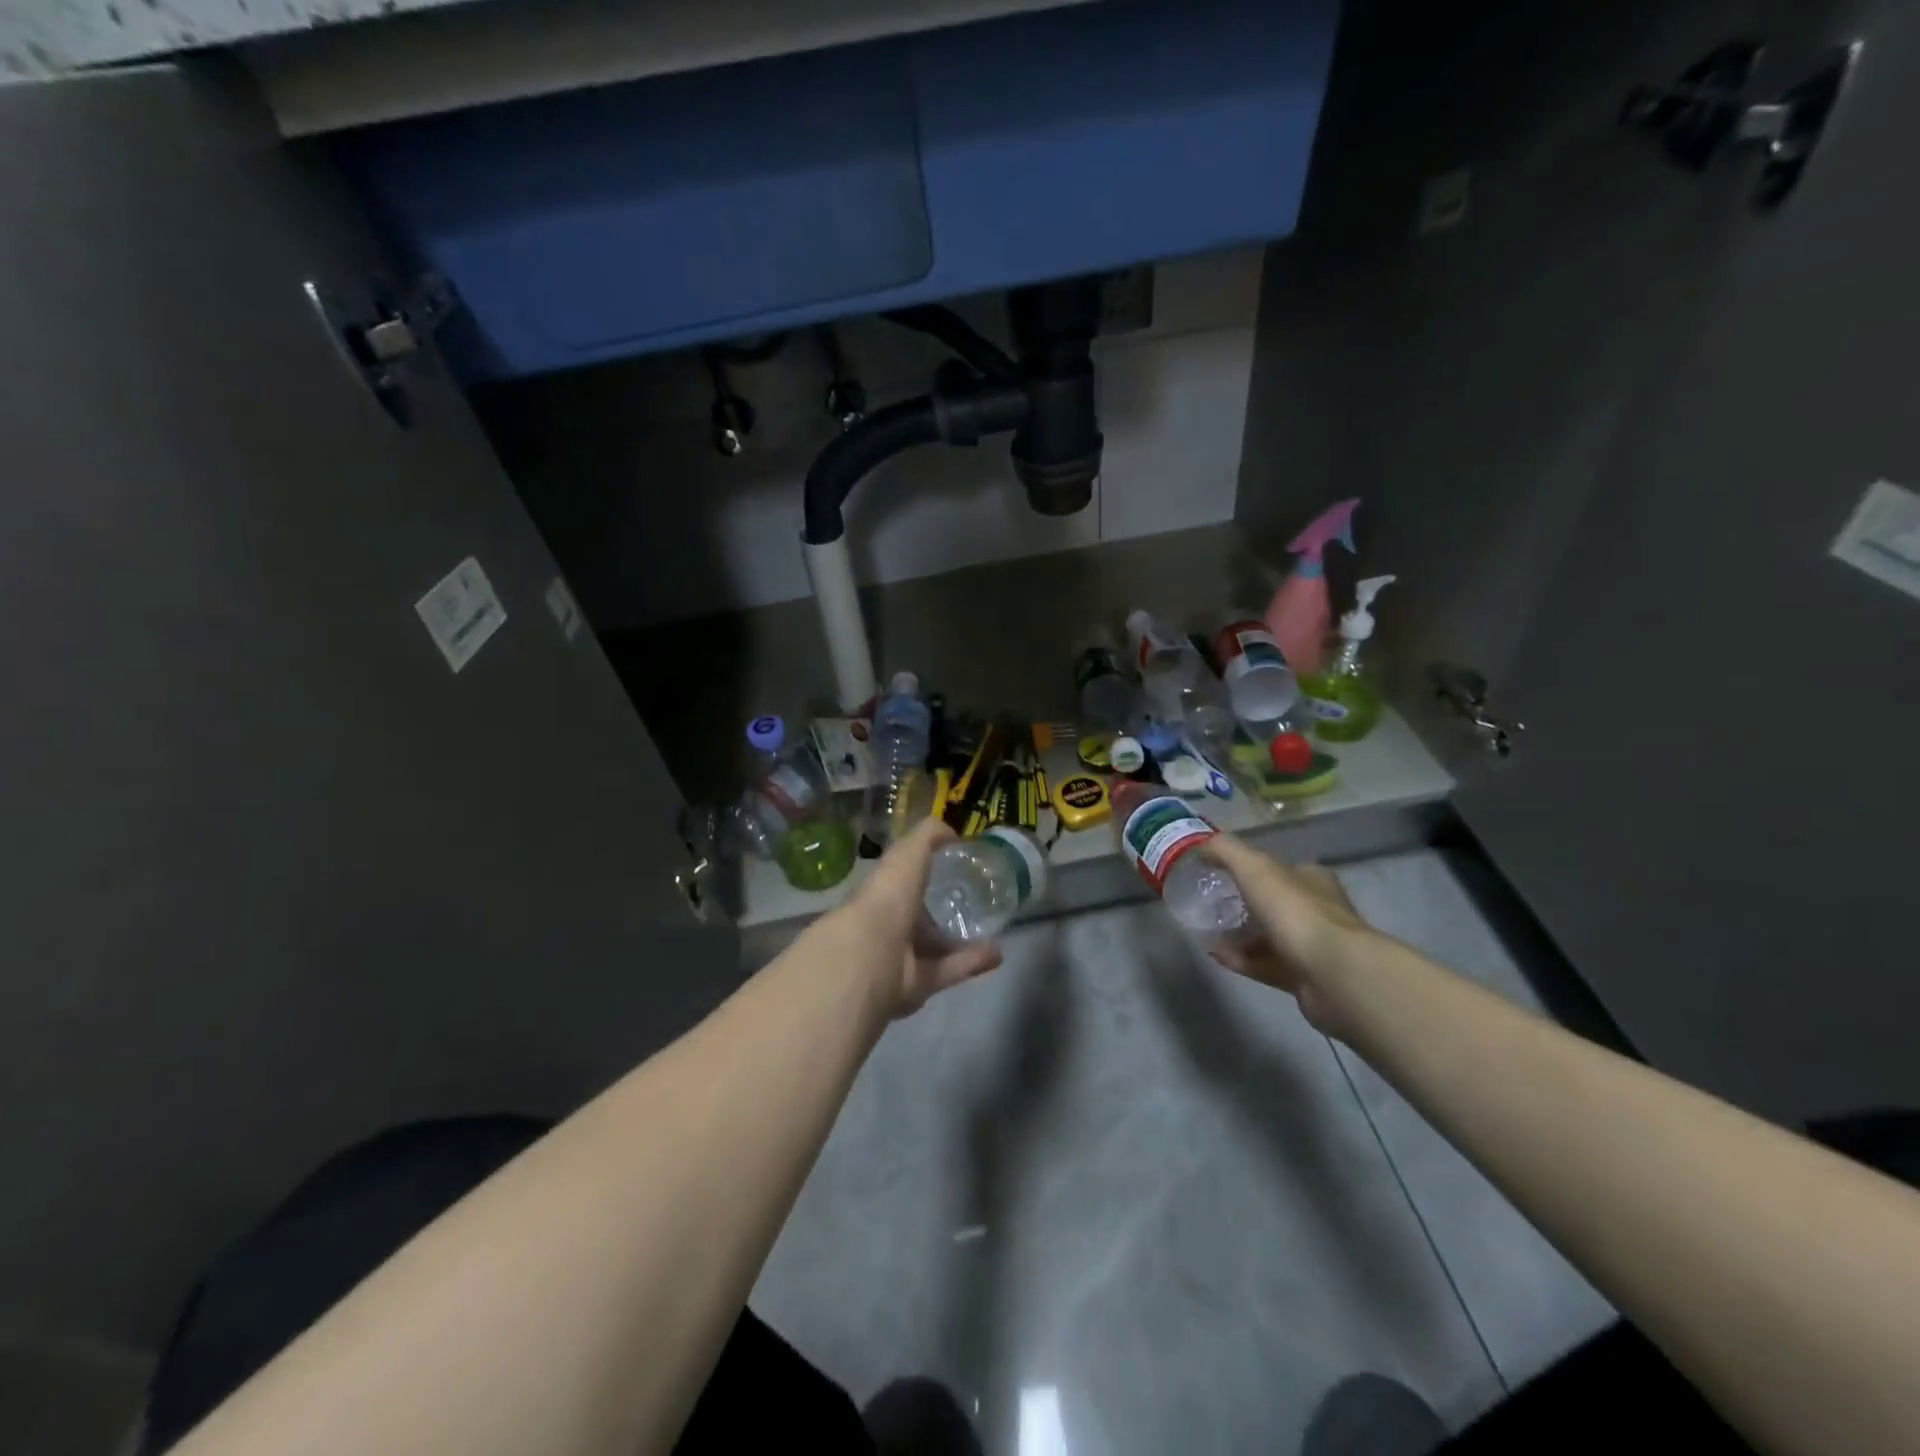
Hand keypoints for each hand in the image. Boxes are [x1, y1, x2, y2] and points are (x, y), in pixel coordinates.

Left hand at [841, 817, 1002, 1018]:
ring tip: (991, 931)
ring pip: (934, 947)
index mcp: (883, 891)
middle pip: (919, 917)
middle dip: (942, 911)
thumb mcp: (908, 853)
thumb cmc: (887, 896)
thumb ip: (928, 837)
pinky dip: (971, 962)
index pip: (904, 879)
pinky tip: (996, 953)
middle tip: (975, 905)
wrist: (870, 954)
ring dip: (961, 940)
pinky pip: (947, 970)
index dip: (926, 873)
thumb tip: (953, 834)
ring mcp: (900, 957)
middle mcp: (889, 924)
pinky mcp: (916, 985)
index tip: (954, 869)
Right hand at [1199, 833, 1372, 1034]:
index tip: (1218, 873)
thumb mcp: (1255, 868)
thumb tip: (1201, 844)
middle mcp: (1316, 910)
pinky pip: (1265, 965)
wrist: (1335, 975)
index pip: (1279, 869)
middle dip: (1243, 904)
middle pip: (1273, 903)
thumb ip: (1226, 851)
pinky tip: (1217, 955)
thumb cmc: (1297, 913)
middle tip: (1210, 904)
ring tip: (1207, 931)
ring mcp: (1312, 947)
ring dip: (1239, 935)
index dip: (1249, 869)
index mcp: (1311, 880)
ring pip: (1269, 937)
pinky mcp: (1304, 977)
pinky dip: (1242, 959)